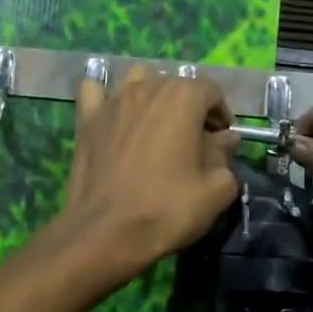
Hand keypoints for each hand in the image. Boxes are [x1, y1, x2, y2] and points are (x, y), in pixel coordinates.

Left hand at [56, 68, 240, 279]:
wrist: (103, 232)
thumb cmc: (165, 210)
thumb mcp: (215, 190)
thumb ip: (226, 156)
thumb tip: (226, 139)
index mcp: (183, 98)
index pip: (211, 91)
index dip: (222, 114)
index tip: (222, 142)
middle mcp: (147, 88)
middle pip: (176, 84)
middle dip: (190, 107)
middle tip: (194, 142)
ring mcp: (112, 100)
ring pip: (137, 79)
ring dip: (152, 94)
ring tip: (157, 125)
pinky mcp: (86, 118)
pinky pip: (95, 91)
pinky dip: (106, 96)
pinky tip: (113, 114)